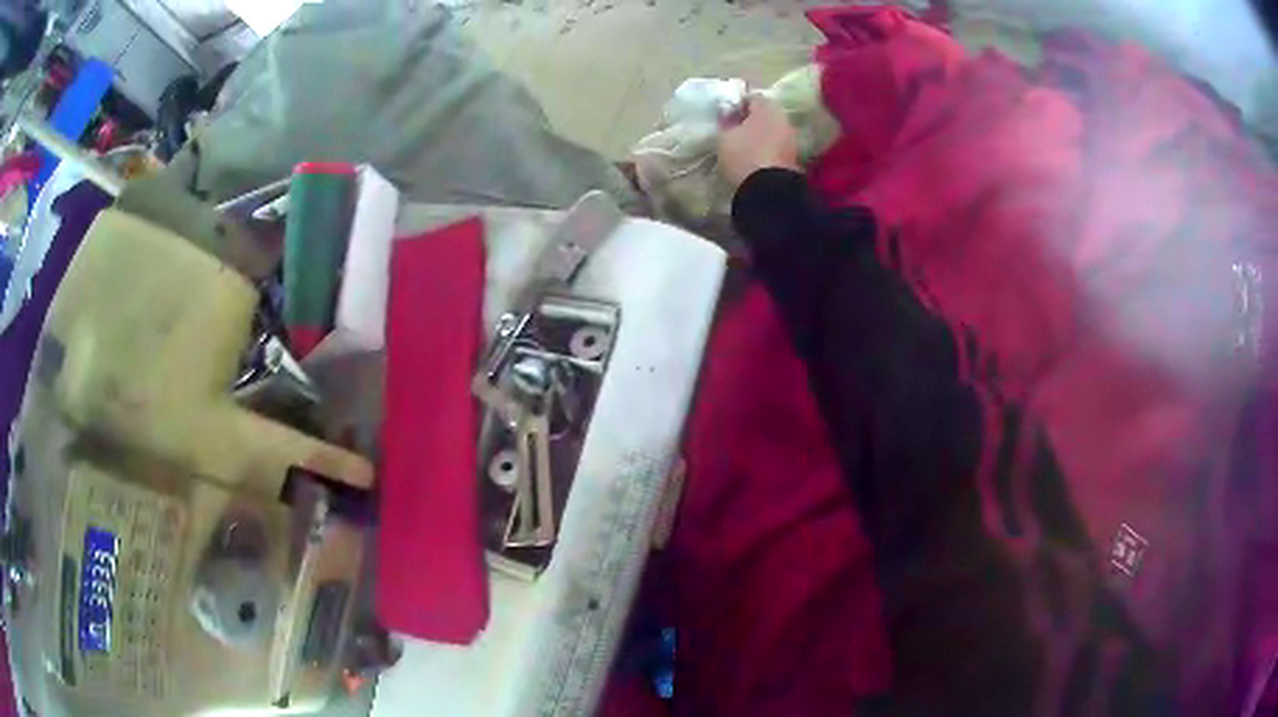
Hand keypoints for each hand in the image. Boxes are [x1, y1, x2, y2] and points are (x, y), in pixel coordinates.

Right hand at [717, 94, 800, 188]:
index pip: (752, 97)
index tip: (727, 114)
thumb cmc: (744, 155)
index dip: (738, 103)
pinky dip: (768, 146)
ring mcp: (791, 138)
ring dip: (761, 133)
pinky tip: (756, 155)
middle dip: (752, 119)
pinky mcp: (794, 156)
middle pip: (765, 113)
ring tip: (745, 144)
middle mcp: (783, 118)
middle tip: (736, 128)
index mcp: (767, 108)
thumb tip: (727, 111)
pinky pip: (777, 144)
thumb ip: (726, 121)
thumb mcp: (725, 136)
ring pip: (773, 129)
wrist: (769, 189)